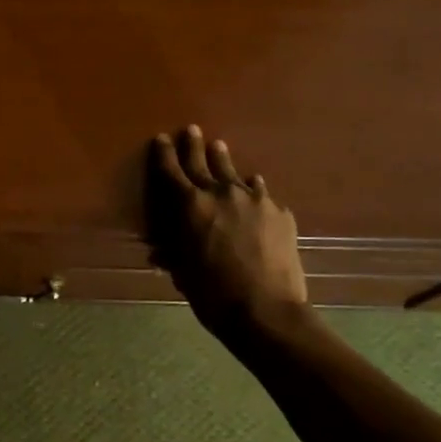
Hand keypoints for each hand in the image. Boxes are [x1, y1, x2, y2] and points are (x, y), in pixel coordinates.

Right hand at [146, 125, 308, 337]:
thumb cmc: (213, 294)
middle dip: (194, 145)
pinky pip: (261, 193)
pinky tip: (254, 188)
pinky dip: (253, 189)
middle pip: (204, 162)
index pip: (172, 171)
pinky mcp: (280, 213)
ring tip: (220, 148)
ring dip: (224, 161)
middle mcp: (222, 193)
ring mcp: (256, 200)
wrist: (267, 311)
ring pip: (235, 173)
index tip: (161, 138)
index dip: (164, 154)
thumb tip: (160, 251)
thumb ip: (173, 254)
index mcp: (191, 206)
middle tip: (191, 130)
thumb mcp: (183, 273)